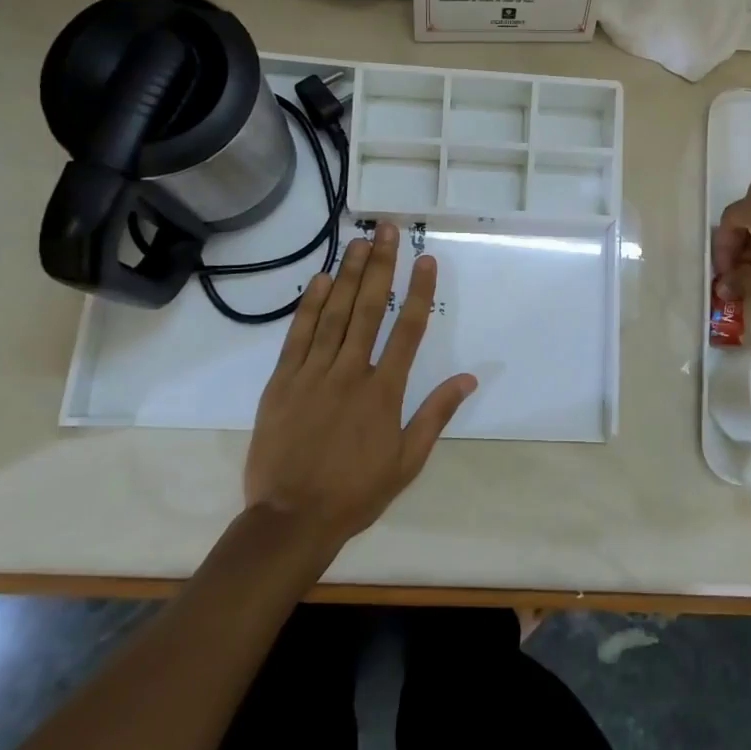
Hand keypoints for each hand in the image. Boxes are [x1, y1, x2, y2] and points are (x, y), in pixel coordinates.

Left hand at [243, 222, 476, 550]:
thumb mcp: (407, 461)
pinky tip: (318, 280)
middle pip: (368, 309)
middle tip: (386, 229)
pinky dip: (308, 306)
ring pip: (333, 314)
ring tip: (358, 242)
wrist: (290, 520)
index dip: (418, 291)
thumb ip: (435, 415)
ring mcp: (312, 374)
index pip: (407, 330)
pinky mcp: (281, 383)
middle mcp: (350, 373)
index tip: (425, 259)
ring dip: (347, 275)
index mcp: (384, 392)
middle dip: (380, 266)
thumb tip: (469, 378)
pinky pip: (297, 336)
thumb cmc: (356, 492)